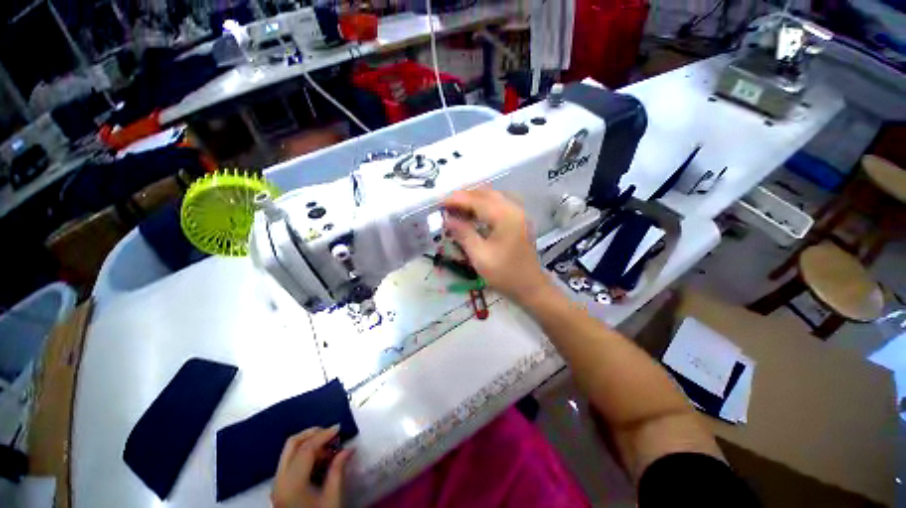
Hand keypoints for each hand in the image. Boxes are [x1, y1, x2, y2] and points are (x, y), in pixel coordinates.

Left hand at [271, 426, 352, 507]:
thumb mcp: (332, 498)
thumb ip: (338, 470)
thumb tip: (348, 448)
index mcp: (291, 484)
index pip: (306, 449)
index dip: (324, 434)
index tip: (340, 427)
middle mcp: (279, 480)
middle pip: (292, 444)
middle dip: (312, 433)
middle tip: (331, 433)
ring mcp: (277, 484)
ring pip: (289, 451)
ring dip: (309, 443)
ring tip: (329, 447)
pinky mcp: (279, 487)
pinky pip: (290, 461)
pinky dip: (304, 454)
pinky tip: (319, 459)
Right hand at [443, 189, 552, 305]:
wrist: (531, 287)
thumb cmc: (505, 274)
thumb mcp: (480, 256)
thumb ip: (463, 234)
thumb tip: (448, 219)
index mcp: (505, 216)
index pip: (477, 200)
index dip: (456, 199)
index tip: (439, 203)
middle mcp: (513, 209)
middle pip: (486, 193)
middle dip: (465, 196)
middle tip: (447, 205)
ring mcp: (518, 214)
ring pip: (492, 197)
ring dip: (474, 199)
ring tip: (456, 208)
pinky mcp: (518, 220)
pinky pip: (498, 205)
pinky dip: (483, 206)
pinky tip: (473, 215)